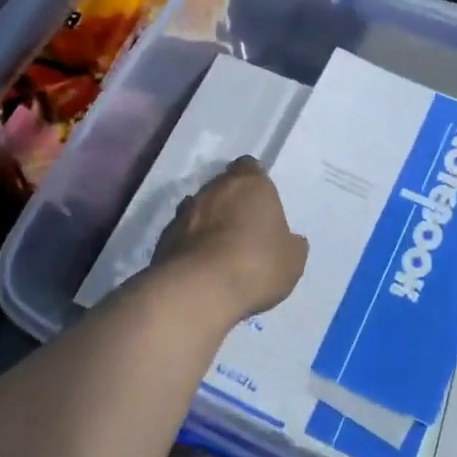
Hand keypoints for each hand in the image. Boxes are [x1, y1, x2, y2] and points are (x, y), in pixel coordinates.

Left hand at [152, 157, 307, 319]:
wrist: (199, 289)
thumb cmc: (256, 264)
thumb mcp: (292, 260)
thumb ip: (290, 243)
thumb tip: (291, 240)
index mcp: (251, 184)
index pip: (250, 167)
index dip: (255, 182)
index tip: (261, 201)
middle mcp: (215, 188)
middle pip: (223, 186)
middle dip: (230, 202)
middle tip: (243, 228)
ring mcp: (185, 211)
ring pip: (199, 208)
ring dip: (208, 222)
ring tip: (219, 250)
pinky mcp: (164, 236)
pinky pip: (182, 234)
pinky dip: (190, 244)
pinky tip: (200, 266)